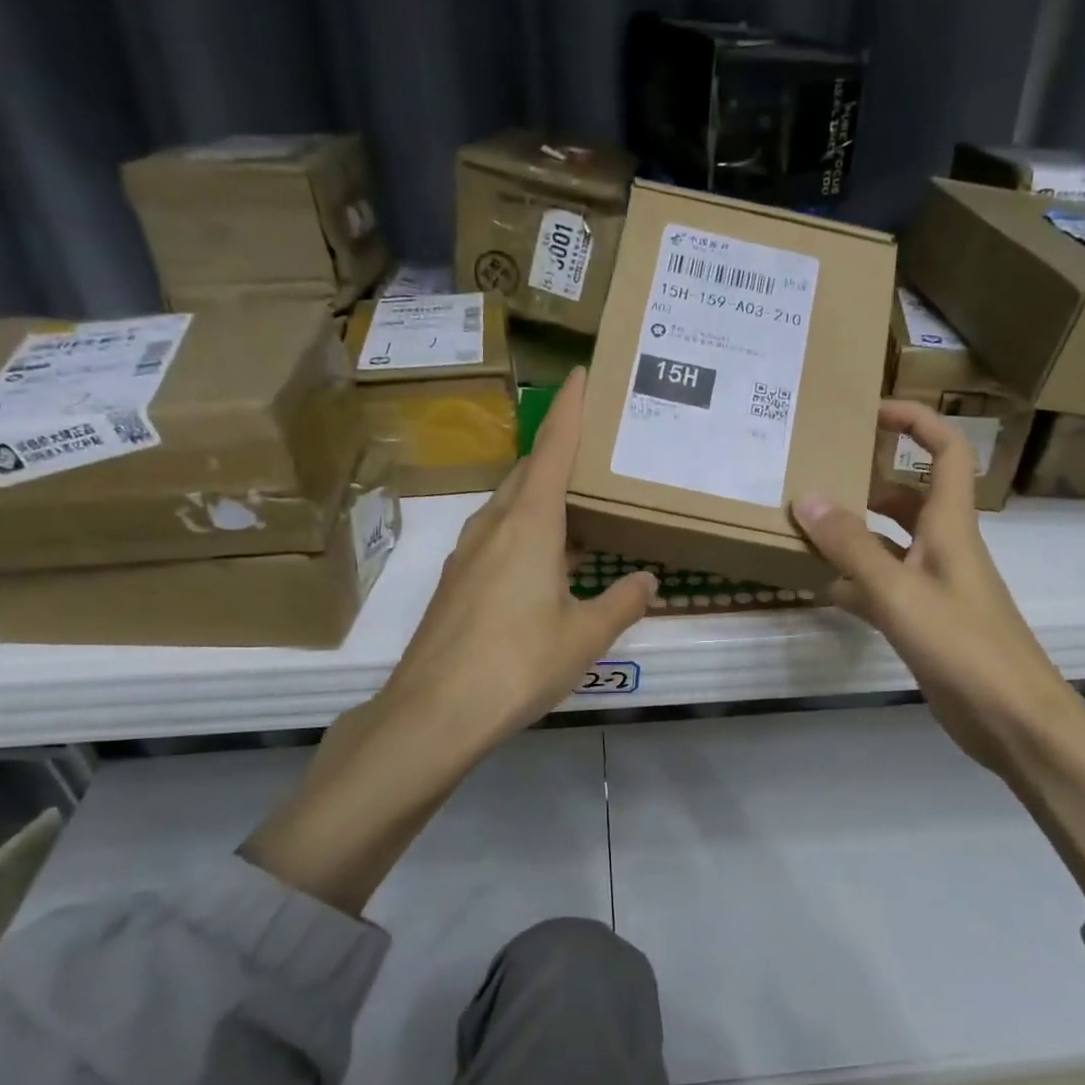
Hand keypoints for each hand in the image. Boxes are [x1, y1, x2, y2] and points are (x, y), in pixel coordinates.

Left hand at [381, 365, 657, 751]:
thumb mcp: (584, 636)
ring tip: (581, 507)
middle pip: (531, 473)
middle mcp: (495, 526)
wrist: (435, 712)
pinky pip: (499, 538)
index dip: (570, 408)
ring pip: (513, 507)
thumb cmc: (518, 664)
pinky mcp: (457, 582)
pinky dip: (528, 532)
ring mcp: (469, 554)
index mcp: (530, 524)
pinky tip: (547, 562)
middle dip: (561, 455)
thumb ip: (621, 603)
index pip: (553, 449)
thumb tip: (648, 580)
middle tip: (598, 453)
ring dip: (545, 498)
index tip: (581, 372)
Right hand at [792, 400, 1071, 771]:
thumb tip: (807, 497)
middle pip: (907, 497)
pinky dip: (854, 583)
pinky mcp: (925, 621)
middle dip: (867, 481)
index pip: (946, 452)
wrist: (1011, 719)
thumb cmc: (963, 645)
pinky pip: (883, 588)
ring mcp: (934, 586)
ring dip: (853, 535)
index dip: (916, 422)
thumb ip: (851, 546)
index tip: (871, 410)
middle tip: (817, 476)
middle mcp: (944, 548)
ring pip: (889, 545)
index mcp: (950, 526)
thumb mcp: (899, 591)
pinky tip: (821, 589)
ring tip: (804, 530)